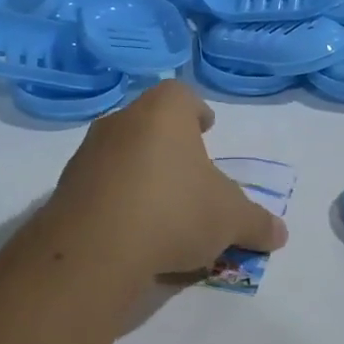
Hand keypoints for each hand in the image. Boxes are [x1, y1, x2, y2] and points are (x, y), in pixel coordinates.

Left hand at [40, 80, 287, 280]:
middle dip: (169, 145)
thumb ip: (257, 223)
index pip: (181, 95)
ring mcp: (87, 154)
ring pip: (121, 154)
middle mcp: (121, 122)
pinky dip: (116, 199)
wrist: (95, 249)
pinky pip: (99, 186)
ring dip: (140, 172)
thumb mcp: (230, 220)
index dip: (196, 110)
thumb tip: (280, 234)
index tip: (206, 129)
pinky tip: (131, 230)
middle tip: (188, 173)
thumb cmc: (175, 212)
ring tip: (161, 208)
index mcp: (163, 113)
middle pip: (149, 124)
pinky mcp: (64, 189)